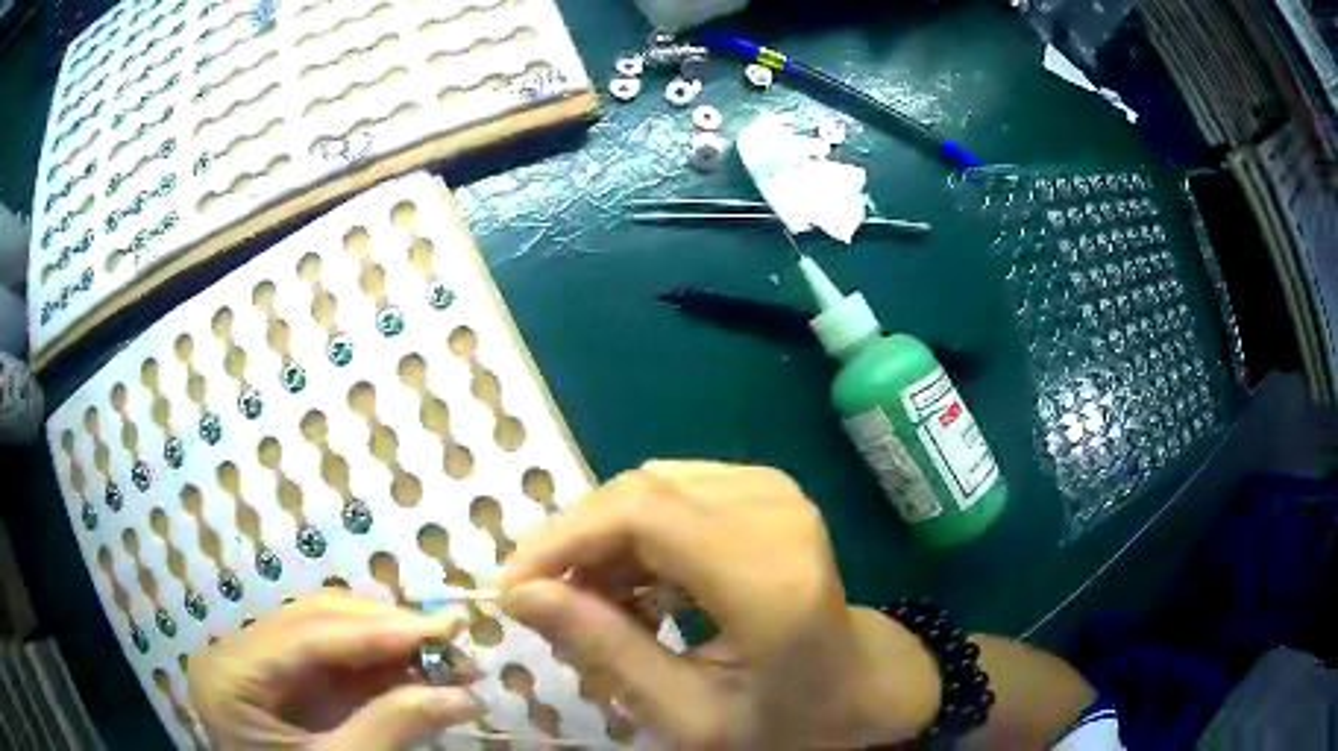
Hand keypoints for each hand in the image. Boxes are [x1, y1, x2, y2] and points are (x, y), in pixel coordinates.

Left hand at [187, 591, 485, 749]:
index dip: (377, 631)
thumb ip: (390, 729)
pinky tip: (411, 666)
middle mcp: (235, 652)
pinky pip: (327, 657)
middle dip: (386, 628)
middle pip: (313, 619)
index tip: (444, 628)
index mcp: (230, 675)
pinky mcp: (279, 678)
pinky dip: (372, 661)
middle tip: (452, 638)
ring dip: (384, 639)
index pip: (307, 636)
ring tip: (441, 654)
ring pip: (323, 629)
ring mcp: (256, 661)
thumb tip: (465, 697)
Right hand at [496, 461, 940, 748]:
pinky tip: (639, 584)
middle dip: (575, 544)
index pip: (642, 515)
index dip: (561, 540)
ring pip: (649, 488)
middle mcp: (777, 515)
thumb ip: (606, 653)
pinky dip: (638, 533)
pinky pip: (674, 490)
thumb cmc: (784, 717)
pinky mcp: (769, 487)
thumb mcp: (689, 715)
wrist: (861, 682)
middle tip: (550, 605)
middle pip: (639, 493)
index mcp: (769, 581)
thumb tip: (518, 595)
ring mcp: (777, 491)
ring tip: (598, 604)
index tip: (512, 588)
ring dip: (605, 542)